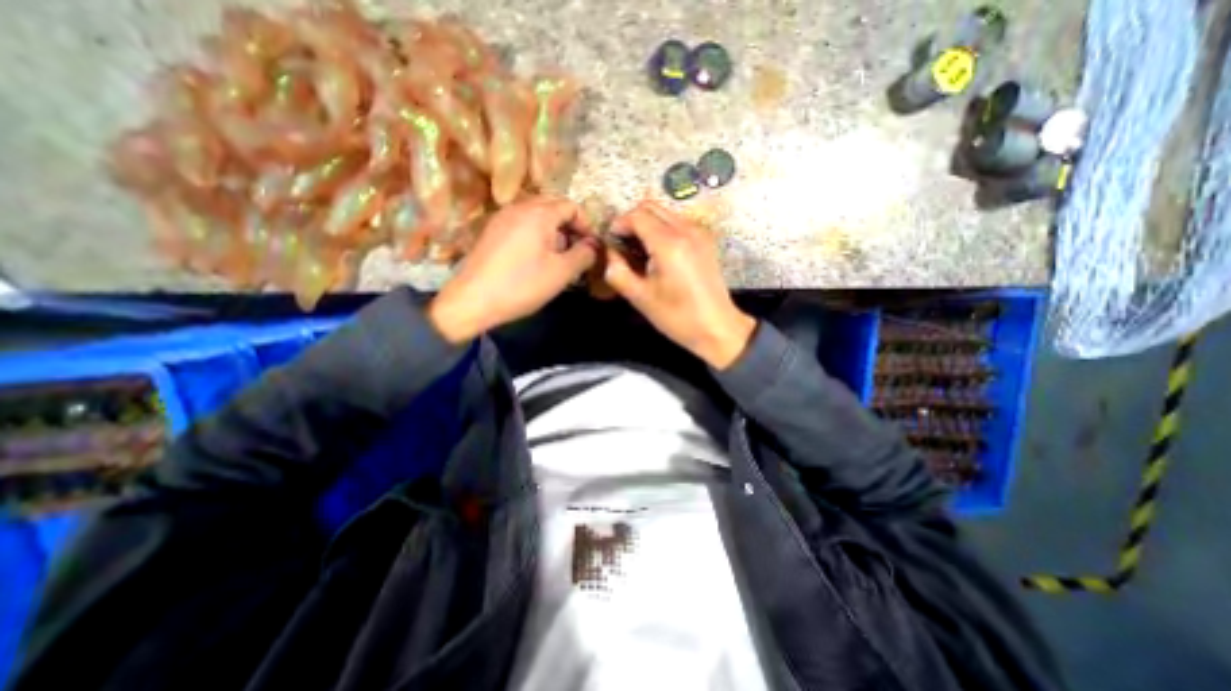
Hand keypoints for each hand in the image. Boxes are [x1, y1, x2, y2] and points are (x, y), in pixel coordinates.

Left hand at [430, 198, 597, 342]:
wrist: (473, 300)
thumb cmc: (522, 285)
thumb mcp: (561, 273)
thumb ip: (584, 255)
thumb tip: (594, 245)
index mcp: (538, 213)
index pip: (571, 206)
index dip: (586, 225)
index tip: (591, 246)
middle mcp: (519, 207)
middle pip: (553, 206)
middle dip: (569, 225)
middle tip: (576, 250)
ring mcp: (502, 217)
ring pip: (536, 214)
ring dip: (553, 230)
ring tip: (557, 256)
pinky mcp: (492, 230)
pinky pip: (521, 223)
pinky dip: (535, 233)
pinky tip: (535, 257)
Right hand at [605, 200, 755, 368]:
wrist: (718, 328)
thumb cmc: (678, 317)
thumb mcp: (641, 298)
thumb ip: (618, 271)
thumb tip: (609, 253)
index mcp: (669, 243)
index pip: (637, 215)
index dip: (619, 224)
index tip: (611, 242)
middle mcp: (687, 229)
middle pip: (651, 207)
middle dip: (632, 221)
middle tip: (623, 246)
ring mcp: (700, 232)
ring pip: (665, 212)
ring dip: (648, 224)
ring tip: (640, 252)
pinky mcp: (706, 240)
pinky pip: (678, 222)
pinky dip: (662, 229)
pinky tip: (659, 254)